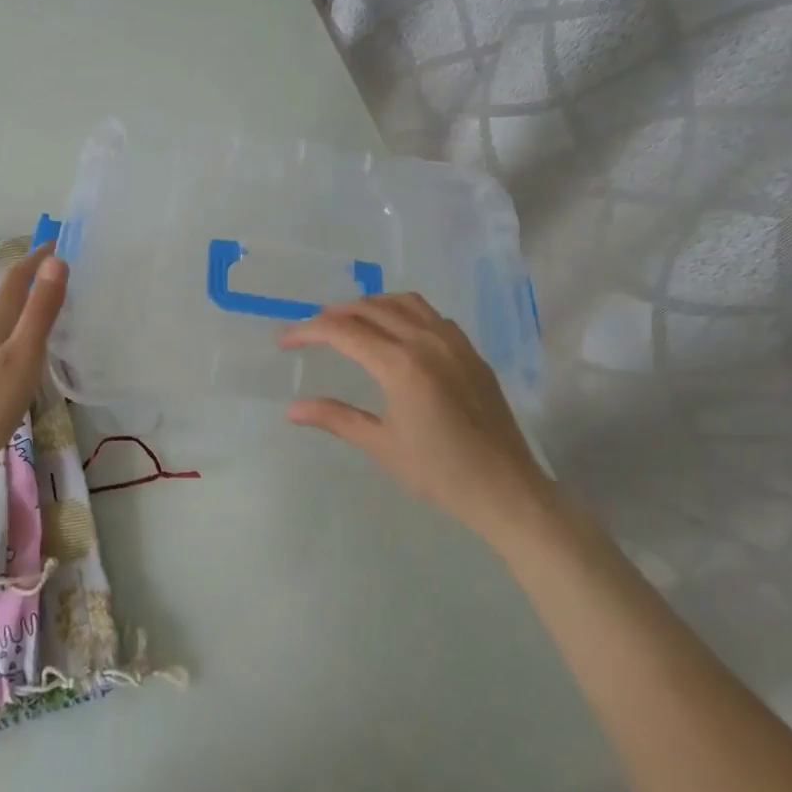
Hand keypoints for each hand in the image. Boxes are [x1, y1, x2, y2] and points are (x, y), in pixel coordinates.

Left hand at [0, 247, 66, 492]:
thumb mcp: (24, 357)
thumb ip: (40, 311)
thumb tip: (54, 261)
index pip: (16, 279)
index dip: (36, 259)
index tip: (54, 243)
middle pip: (3, 302)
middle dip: (27, 290)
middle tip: (54, 290)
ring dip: (13, 319)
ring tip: (35, 330)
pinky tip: (4, 366)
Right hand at [282, 293, 554, 544]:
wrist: (506, 488)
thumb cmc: (439, 472)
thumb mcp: (381, 445)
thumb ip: (335, 418)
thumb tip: (292, 409)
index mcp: (401, 365)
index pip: (343, 331)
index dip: (308, 331)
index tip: (285, 340)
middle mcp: (426, 341)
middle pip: (370, 308)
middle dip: (333, 314)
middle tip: (310, 331)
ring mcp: (453, 342)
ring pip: (403, 302)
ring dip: (369, 305)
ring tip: (348, 321)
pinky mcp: (470, 351)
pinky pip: (430, 314)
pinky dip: (402, 311)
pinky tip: (394, 332)